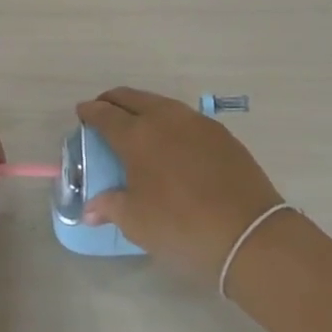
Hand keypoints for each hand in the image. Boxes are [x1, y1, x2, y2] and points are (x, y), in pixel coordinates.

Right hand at [76, 87, 285, 284]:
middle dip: (113, 101)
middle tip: (104, 111)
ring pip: (161, 103)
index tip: (82, 113)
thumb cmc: (182, 227)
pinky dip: (169, 121)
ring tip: (137, 124)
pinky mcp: (220, 133)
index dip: (90, 112)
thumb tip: (90, 209)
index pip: (105, 114)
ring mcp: (196, 122)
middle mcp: (165, 118)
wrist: (249, 234)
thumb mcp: (137, 223)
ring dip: (143, 107)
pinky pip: (185, 117)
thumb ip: (110, 207)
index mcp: (137, 135)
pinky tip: (171, 140)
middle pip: (132, 98)